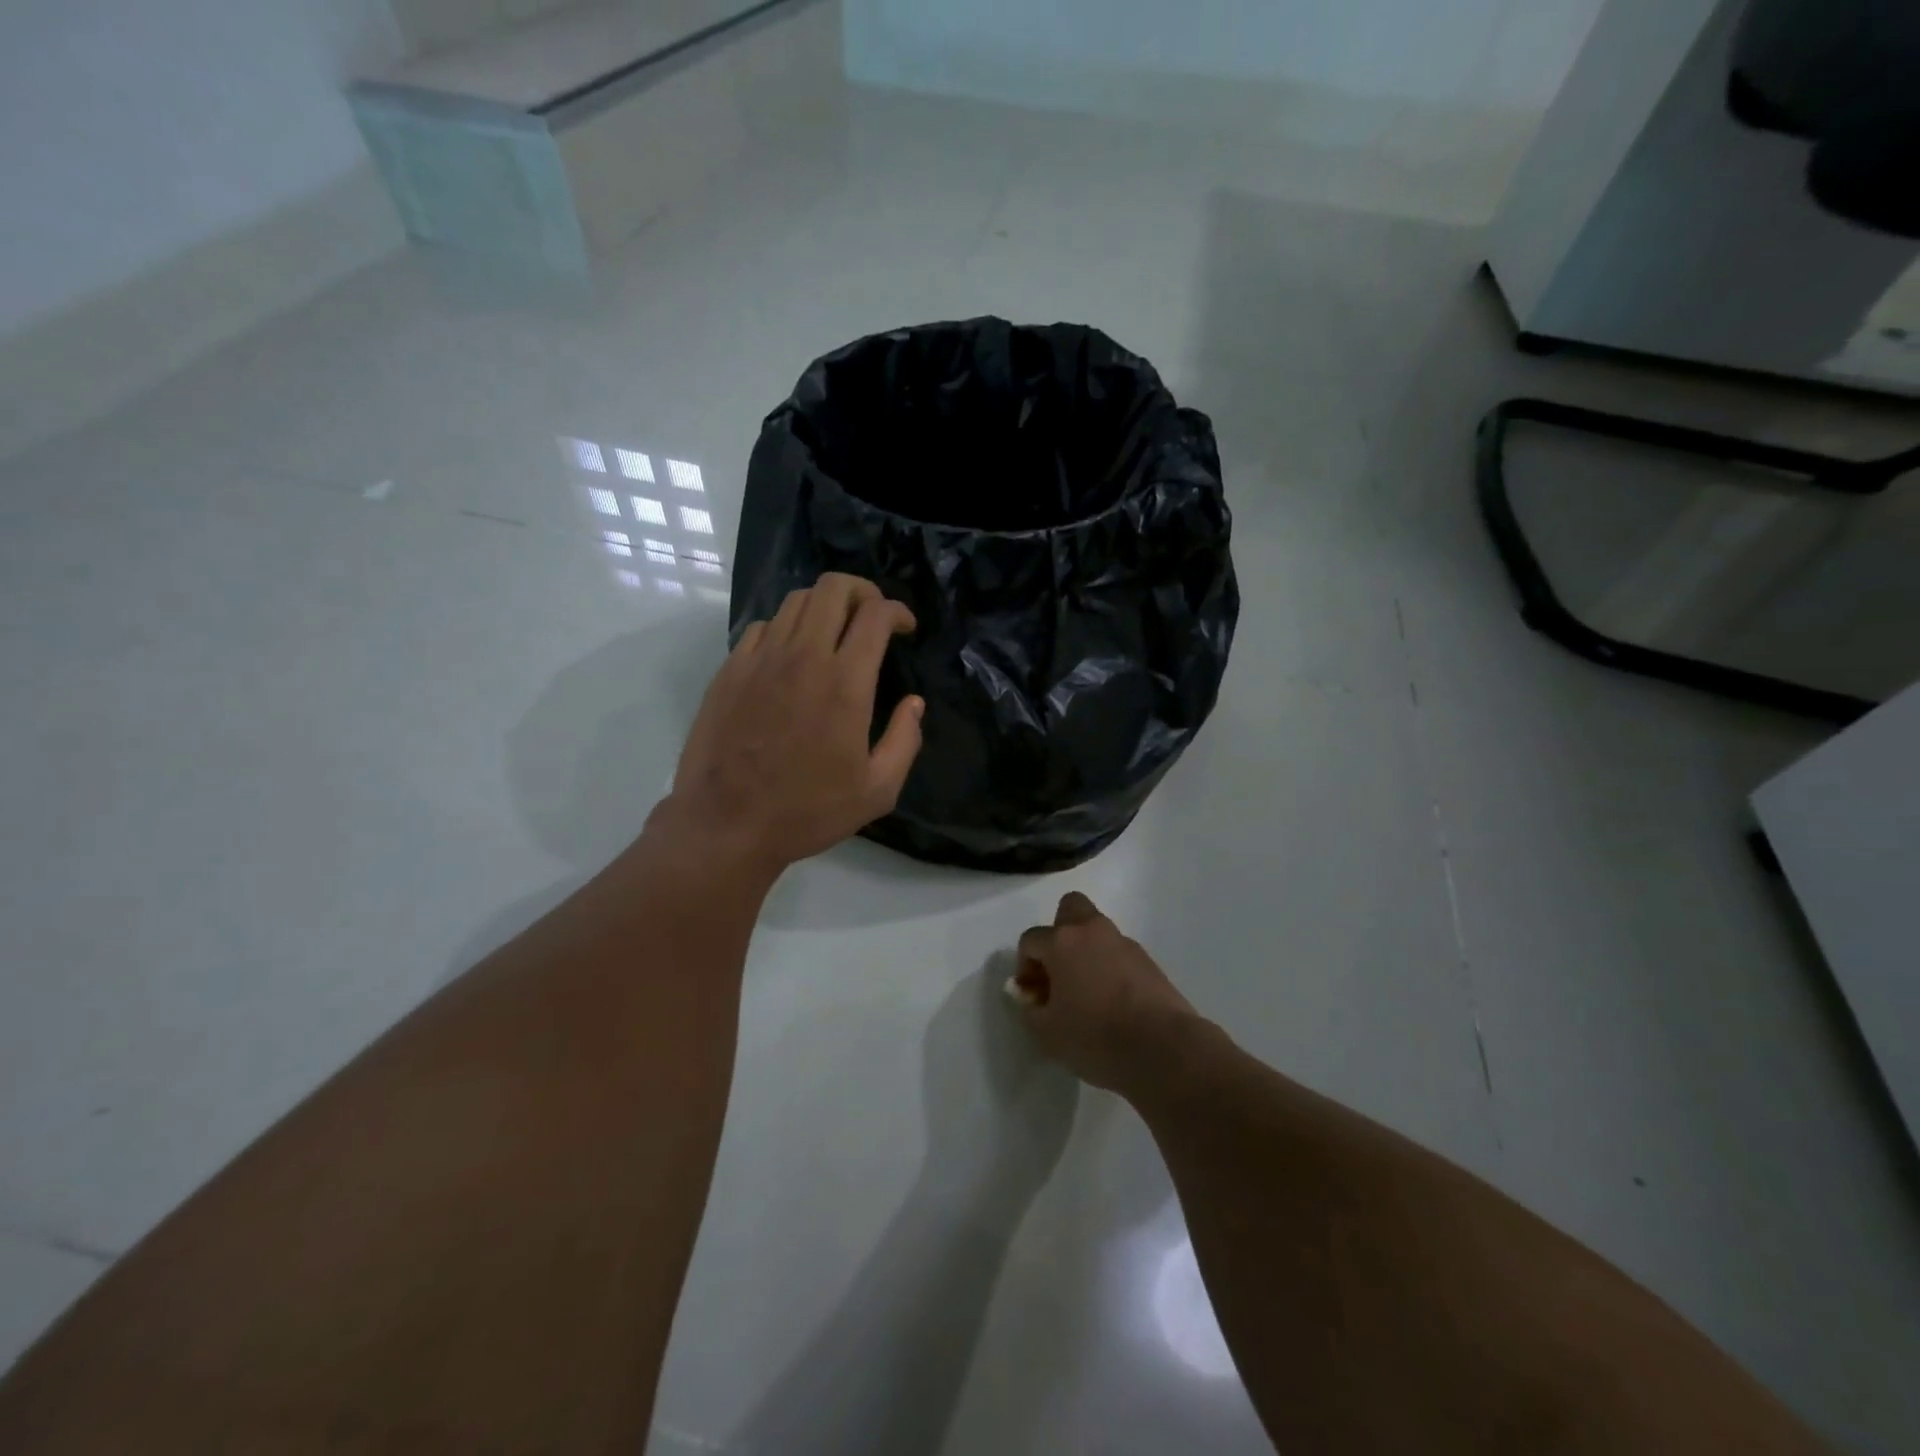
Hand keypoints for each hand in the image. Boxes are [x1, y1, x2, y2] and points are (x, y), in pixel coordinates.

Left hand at [665, 574, 922, 873]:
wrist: (727, 825)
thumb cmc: (808, 811)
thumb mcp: (877, 790)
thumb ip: (905, 741)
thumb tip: (914, 704)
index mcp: (845, 683)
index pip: (875, 614)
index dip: (897, 610)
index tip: (905, 627)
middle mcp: (803, 657)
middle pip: (834, 588)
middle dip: (863, 591)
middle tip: (872, 616)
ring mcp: (760, 659)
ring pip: (796, 600)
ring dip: (825, 605)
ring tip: (834, 631)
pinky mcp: (730, 670)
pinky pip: (764, 627)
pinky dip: (787, 628)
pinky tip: (792, 656)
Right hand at [1005, 892, 1200, 1092]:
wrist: (1163, 1048)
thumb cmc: (1095, 1037)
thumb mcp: (1046, 1033)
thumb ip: (1029, 1010)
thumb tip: (1030, 997)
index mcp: (1062, 941)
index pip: (1031, 940)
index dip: (1025, 966)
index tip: (1033, 997)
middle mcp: (1092, 931)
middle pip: (1070, 908)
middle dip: (1059, 933)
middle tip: (1059, 970)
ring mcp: (1124, 943)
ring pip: (1097, 932)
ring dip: (1086, 952)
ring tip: (1087, 993)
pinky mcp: (1148, 961)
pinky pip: (1118, 954)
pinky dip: (1110, 967)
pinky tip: (1112, 1002)